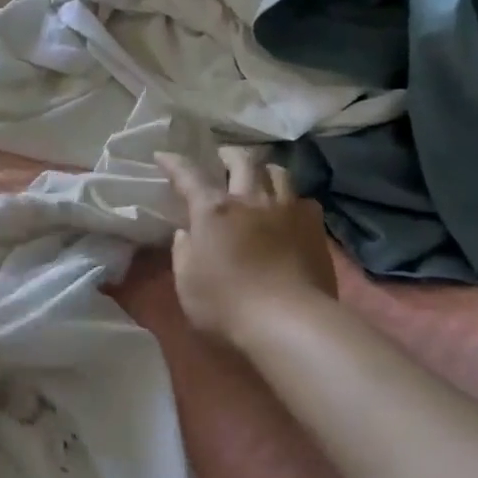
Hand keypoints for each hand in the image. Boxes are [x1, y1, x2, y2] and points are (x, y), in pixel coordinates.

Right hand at [155, 147, 336, 345]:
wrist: (290, 323)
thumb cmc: (226, 305)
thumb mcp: (187, 282)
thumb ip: (183, 251)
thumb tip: (187, 232)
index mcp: (213, 210)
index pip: (189, 176)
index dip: (174, 163)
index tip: (163, 155)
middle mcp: (251, 200)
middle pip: (242, 161)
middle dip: (227, 155)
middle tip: (221, 159)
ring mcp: (287, 211)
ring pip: (278, 172)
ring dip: (263, 170)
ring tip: (258, 177)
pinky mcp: (314, 228)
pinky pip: (303, 200)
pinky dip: (291, 199)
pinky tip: (288, 210)